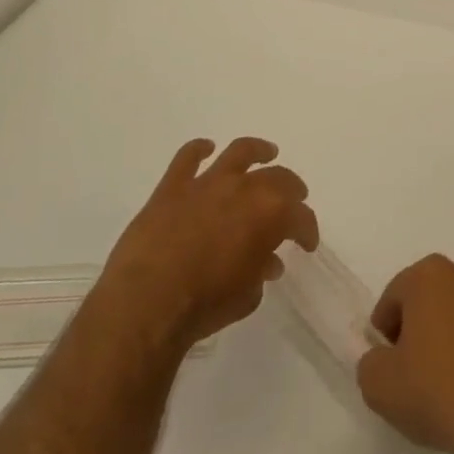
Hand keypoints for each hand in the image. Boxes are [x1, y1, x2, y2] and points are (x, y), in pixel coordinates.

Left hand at [95, 137, 319, 353]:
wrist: (146, 304)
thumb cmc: (204, 305)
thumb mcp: (247, 296)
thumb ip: (261, 271)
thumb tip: (267, 261)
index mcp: (271, 214)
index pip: (301, 217)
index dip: (307, 230)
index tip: (306, 243)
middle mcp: (245, 188)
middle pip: (278, 178)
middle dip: (291, 189)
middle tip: (294, 200)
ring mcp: (208, 183)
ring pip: (239, 152)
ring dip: (257, 150)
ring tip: (267, 153)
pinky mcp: (173, 186)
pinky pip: (188, 157)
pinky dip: (198, 149)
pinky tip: (206, 148)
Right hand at [356, 255, 453, 453]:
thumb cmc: (434, 390)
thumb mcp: (377, 383)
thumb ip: (371, 361)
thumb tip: (384, 358)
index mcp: (431, 274)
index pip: (394, 297)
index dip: (385, 332)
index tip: (386, 364)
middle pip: (429, 299)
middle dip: (418, 328)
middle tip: (410, 372)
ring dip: (449, 337)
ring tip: (443, 383)